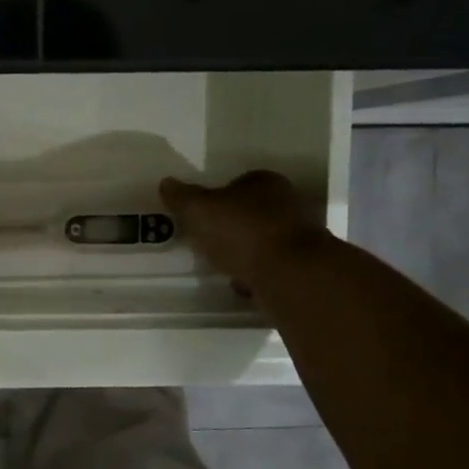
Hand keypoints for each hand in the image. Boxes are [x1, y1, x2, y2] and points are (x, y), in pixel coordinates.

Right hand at [160, 169, 325, 290]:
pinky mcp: (302, 267)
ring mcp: (299, 237)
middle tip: (208, 242)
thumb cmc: (243, 232)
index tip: (201, 217)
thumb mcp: (200, 210)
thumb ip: (182, 198)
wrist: (291, 274)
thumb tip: (166, 183)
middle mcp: (287, 204)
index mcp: (265, 182)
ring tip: (222, 267)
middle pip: (251, 213)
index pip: (237, 183)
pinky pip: (272, 267)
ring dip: (245, 253)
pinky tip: (242, 286)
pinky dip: (257, 275)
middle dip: (231, 227)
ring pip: (263, 241)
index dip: (217, 199)